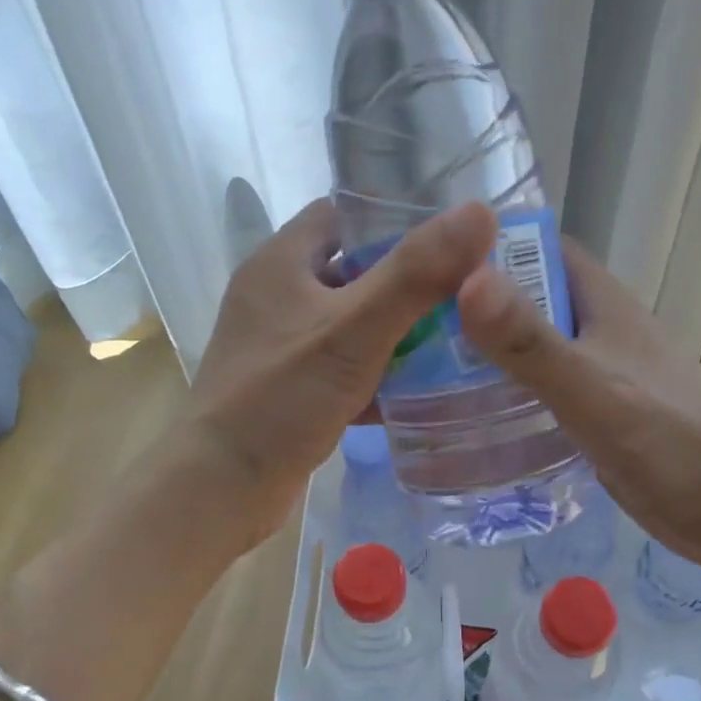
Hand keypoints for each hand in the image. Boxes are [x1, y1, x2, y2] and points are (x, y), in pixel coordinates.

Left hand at [184, 197, 496, 549]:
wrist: (221, 488)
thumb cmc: (281, 399)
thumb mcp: (353, 331)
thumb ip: (415, 275)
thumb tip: (478, 213)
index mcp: (281, 262)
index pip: (343, 213)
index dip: (395, 217)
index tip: (450, 236)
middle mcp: (277, 295)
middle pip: (353, 270)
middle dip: (408, 281)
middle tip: (467, 292)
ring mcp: (281, 344)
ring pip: (352, 323)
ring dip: (397, 331)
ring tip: (459, 339)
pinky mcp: (290, 387)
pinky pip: (344, 366)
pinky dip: (378, 373)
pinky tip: (422, 391)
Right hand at [456, 240, 700, 567]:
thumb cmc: (665, 438)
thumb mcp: (589, 386)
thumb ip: (527, 341)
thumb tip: (464, 277)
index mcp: (603, 302)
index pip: (540, 249)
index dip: (489, 247)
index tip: (429, 261)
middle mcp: (600, 328)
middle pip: (529, 299)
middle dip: (476, 305)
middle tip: (411, 324)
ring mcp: (600, 372)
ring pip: (533, 347)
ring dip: (489, 352)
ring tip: (424, 368)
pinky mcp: (597, 414)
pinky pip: (542, 390)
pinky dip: (509, 393)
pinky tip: (471, 414)